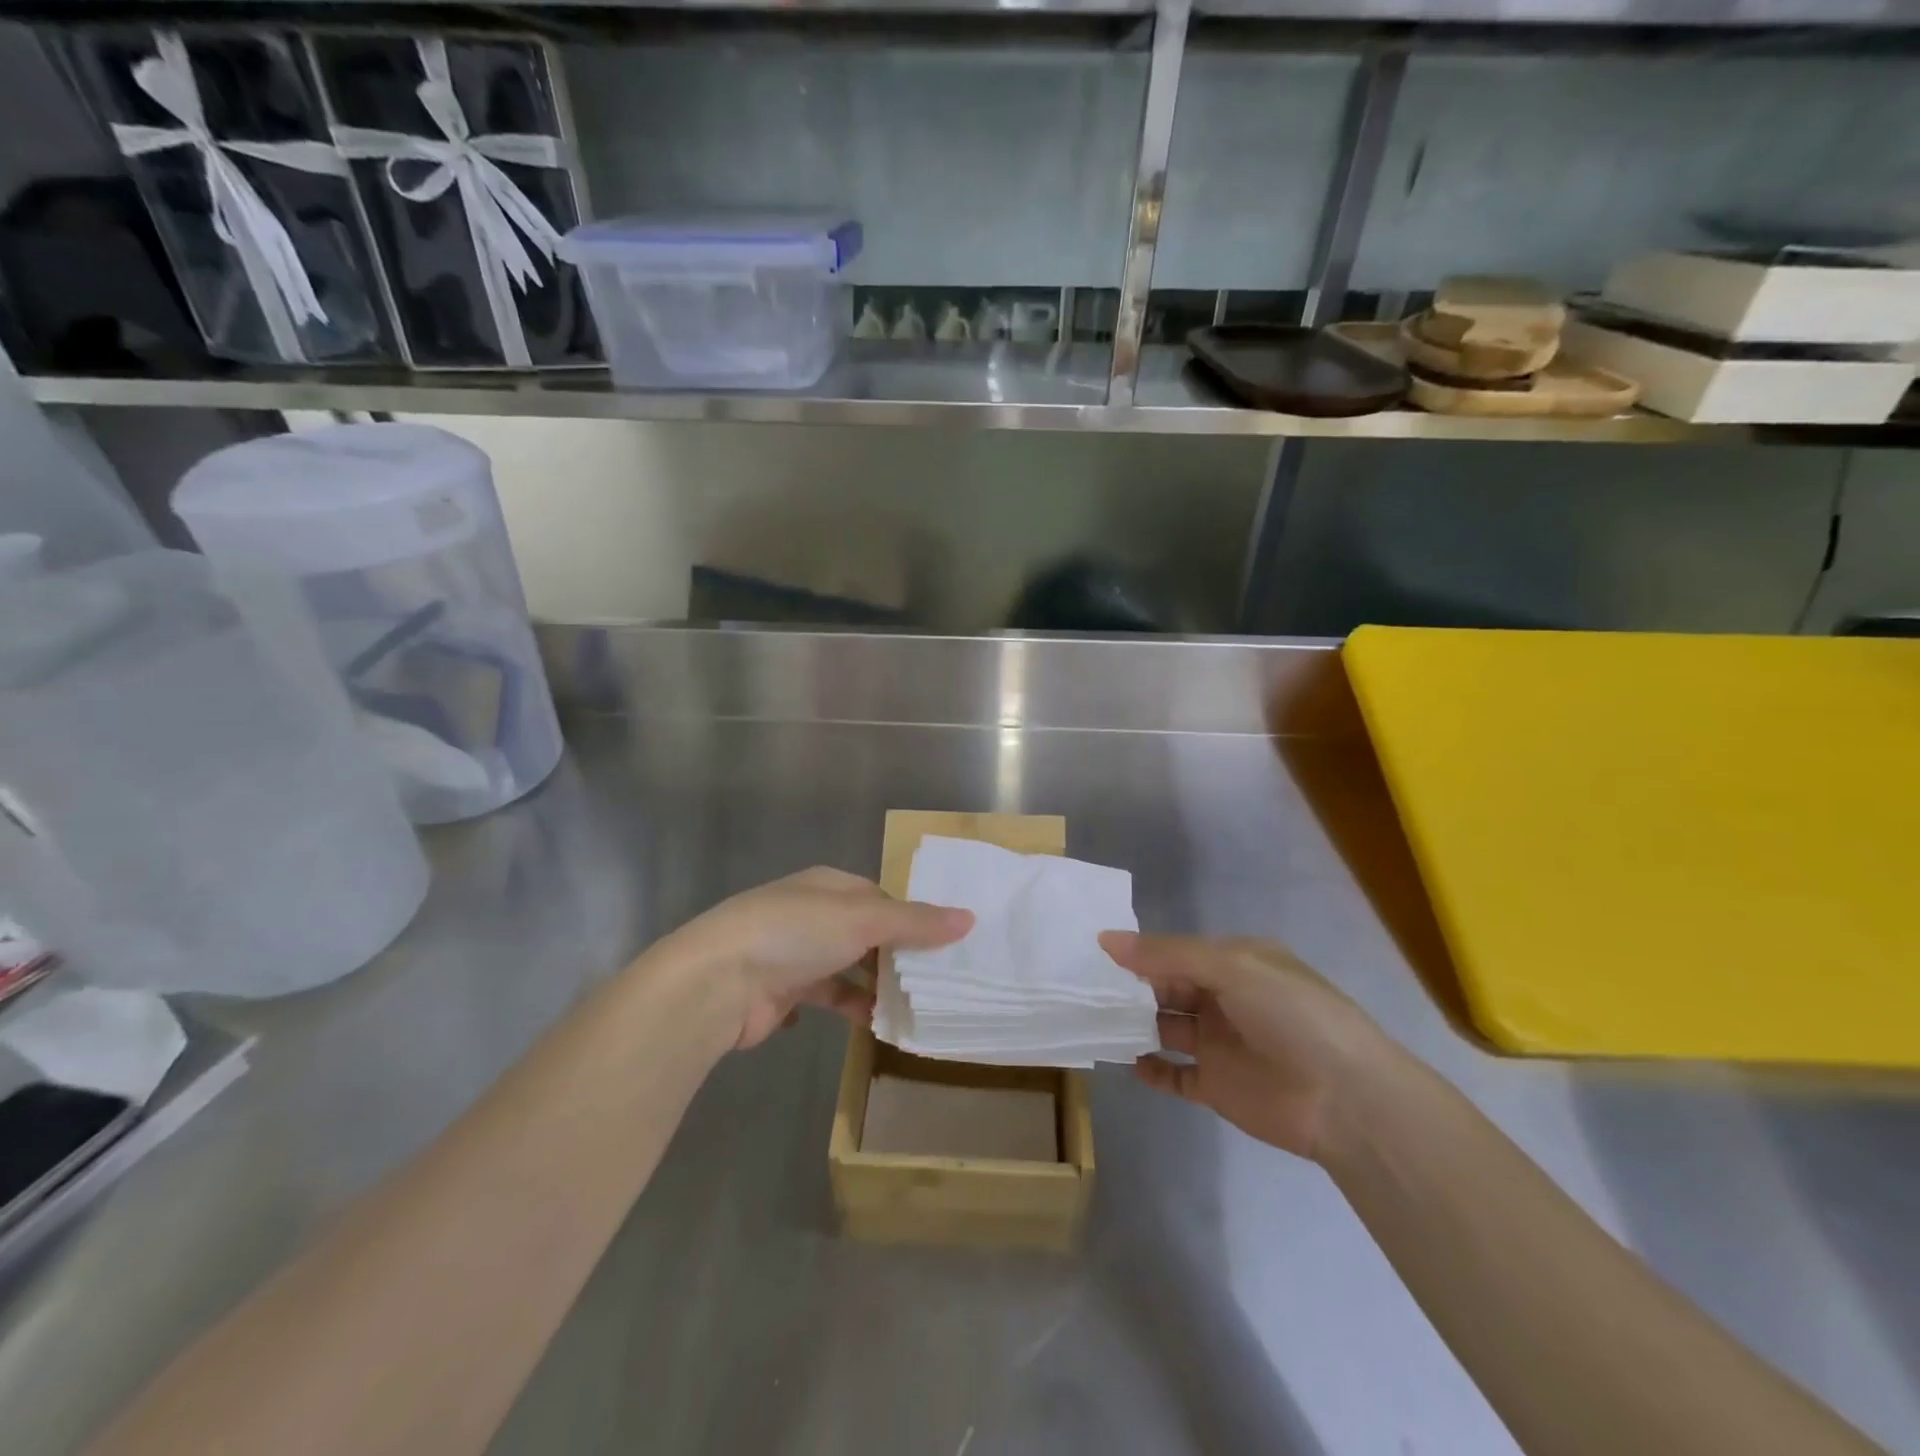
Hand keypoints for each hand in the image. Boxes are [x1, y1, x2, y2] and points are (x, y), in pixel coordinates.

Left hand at [658, 867, 972, 1049]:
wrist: (718, 982)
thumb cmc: (795, 934)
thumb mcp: (863, 919)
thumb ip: (915, 922)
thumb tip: (969, 918)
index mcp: (828, 885)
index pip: (879, 896)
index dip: (911, 917)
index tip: (944, 943)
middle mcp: (811, 914)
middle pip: (865, 932)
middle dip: (896, 954)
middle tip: (937, 980)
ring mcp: (794, 953)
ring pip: (848, 966)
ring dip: (874, 985)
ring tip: (913, 1006)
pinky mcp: (783, 992)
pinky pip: (827, 997)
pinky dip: (848, 1007)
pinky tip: (871, 1024)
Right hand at [1099, 932, 1397, 1161]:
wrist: (1346, 1100)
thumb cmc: (1291, 1015)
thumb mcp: (1231, 967)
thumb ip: (1167, 954)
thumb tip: (1106, 939)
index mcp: (1236, 963)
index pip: (1177, 952)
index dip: (1140, 952)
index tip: (1094, 954)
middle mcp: (1226, 999)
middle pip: (1168, 988)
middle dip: (1132, 988)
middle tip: (1083, 989)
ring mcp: (1221, 1044)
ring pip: (1167, 1028)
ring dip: (1136, 1024)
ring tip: (1095, 1022)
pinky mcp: (1219, 1087)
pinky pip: (1176, 1075)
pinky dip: (1153, 1069)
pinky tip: (1127, 1062)